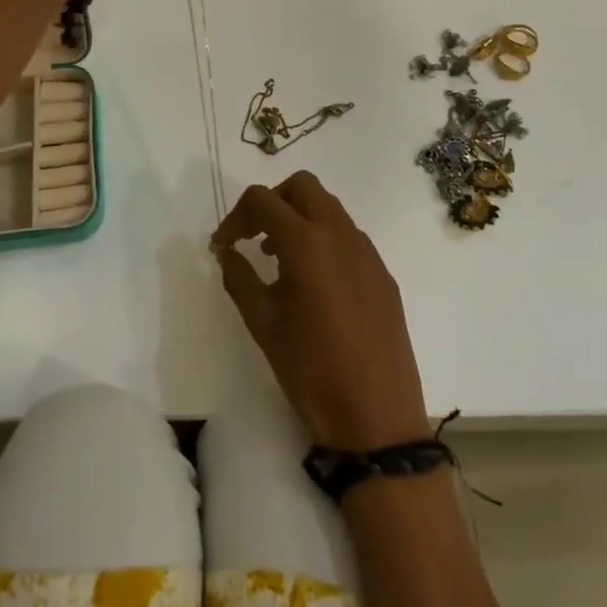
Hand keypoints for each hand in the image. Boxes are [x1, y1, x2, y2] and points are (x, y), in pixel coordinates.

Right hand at [213, 172, 429, 451]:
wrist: (377, 419)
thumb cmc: (312, 371)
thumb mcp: (263, 324)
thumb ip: (240, 278)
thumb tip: (226, 252)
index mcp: (307, 243)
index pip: (263, 200)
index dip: (235, 216)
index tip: (223, 245)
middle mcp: (340, 234)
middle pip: (302, 186)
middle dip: (272, 201)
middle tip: (253, 236)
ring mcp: (367, 252)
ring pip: (328, 207)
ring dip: (298, 217)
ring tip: (278, 258)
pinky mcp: (383, 273)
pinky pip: (348, 235)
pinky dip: (323, 239)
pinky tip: (313, 282)